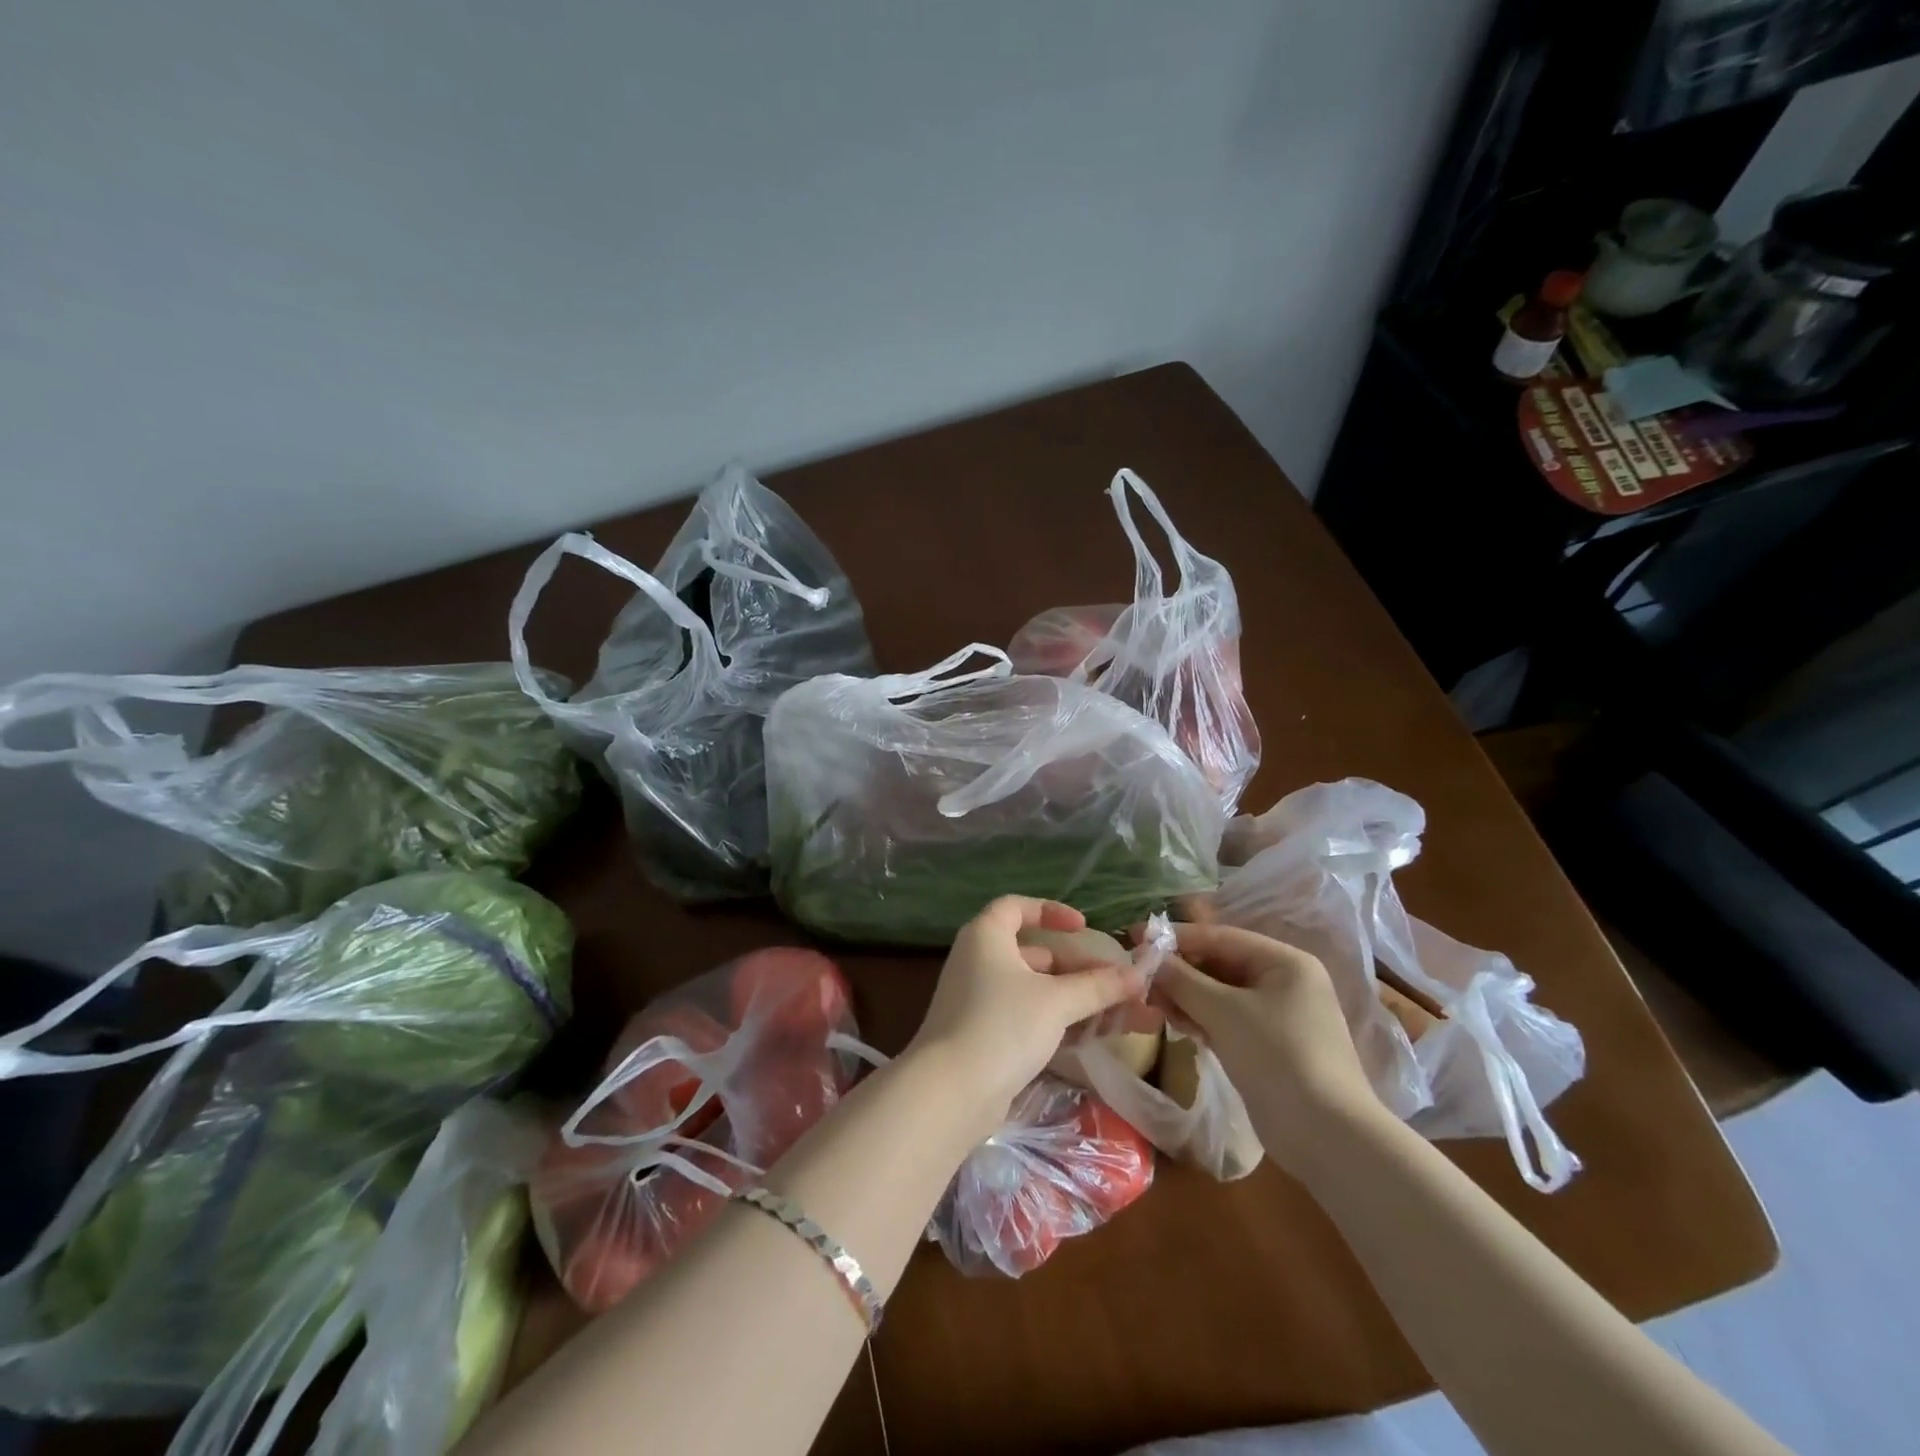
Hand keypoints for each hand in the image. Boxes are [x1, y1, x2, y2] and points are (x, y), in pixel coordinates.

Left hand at [907, 897, 1147, 1135]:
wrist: (950, 1092)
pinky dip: (1057, 1021)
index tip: (1083, 928)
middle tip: (1117, 984)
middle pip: (1034, 954)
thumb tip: (1137, 976)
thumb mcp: (1056, 1001)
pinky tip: (1091, 1037)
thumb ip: (1097, 987)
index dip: (1050, 912)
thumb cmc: (1002, 1025)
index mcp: (986, 936)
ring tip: (1119, 1014)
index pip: (1016, 908)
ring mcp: (979, 1001)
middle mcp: (978, 961)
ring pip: (1035, 990)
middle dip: (1079, 968)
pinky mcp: (984, 1036)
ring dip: (1075, 999)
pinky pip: (1027, 1017)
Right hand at [1150, 921, 1385, 1172]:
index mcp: (1284, 962)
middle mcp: (1285, 981)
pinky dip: (1202, 1018)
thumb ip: (1182, 980)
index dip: (1177, 936)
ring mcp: (1279, 1015)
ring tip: (1154, 1004)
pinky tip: (1177, 1025)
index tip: (1137, 937)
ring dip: (1187, 996)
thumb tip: (1148, 958)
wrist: (1328, 1136)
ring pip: (1221, 994)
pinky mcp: (1270, 1045)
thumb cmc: (1277, 1057)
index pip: (1221, 937)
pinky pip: (1228, 1019)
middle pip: (1221, 964)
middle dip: (1181, 971)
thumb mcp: (1223, 1012)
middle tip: (1142, 978)